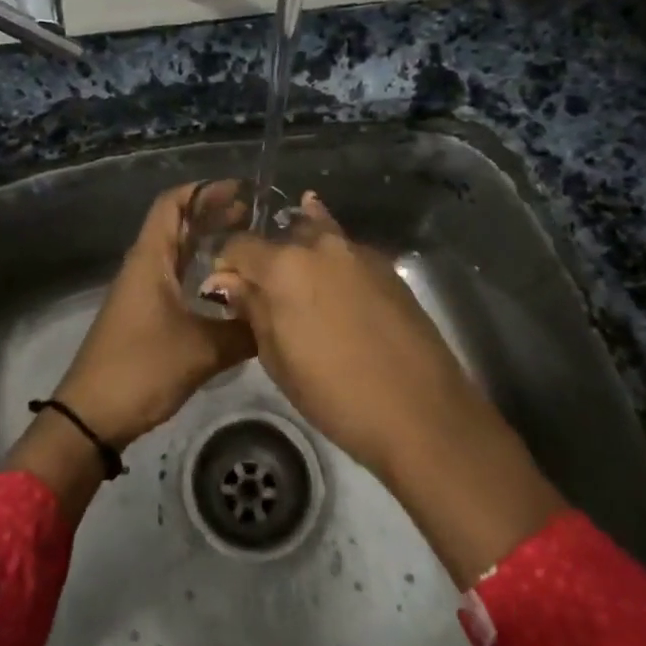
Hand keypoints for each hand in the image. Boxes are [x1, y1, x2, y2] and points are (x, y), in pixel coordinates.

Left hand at [52, 183, 253, 450]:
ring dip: (208, 243)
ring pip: (178, 253)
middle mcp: (145, 266)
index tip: (241, 190)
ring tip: (248, 243)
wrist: (93, 416)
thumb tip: (278, 313)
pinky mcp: (146, 313)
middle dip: (213, 214)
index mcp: (151, 259)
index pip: (172, 204)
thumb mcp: (201, 349)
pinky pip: (177, 278)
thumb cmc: (142, 369)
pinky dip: (202, 272)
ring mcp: (143, 290)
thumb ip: (243, 329)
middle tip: (255, 216)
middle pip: (178, 224)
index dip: (204, 190)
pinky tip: (228, 287)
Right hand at [207, 193, 564, 583]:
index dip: (226, 264)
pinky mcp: (387, 267)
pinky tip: (332, 279)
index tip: (225, 287)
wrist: (420, 411)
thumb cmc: (335, 393)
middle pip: (281, 234)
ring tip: (295, 270)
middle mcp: (320, 245)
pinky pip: (347, 252)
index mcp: (284, 265)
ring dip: (301, 247)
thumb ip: (252, 310)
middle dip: (266, 255)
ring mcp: (358, 252)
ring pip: (318, 234)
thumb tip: (228, 281)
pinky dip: (333, 258)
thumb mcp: (277, 358)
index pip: (239, 245)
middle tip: (262, 286)